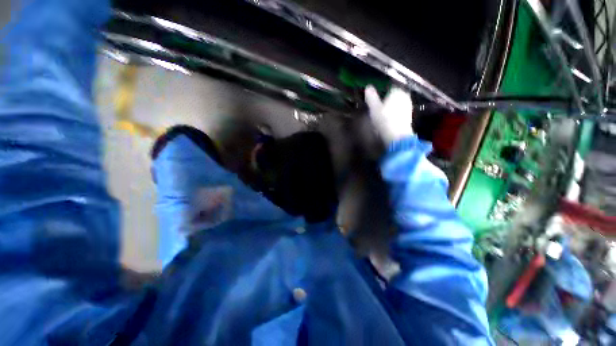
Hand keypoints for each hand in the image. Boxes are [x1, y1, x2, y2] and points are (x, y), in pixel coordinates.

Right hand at [364, 85, 413, 144]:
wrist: (397, 136)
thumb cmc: (384, 119)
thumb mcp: (374, 107)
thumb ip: (371, 96)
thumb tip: (368, 87)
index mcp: (397, 91)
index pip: (388, 88)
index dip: (380, 94)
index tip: (374, 101)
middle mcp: (405, 96)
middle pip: (392, 97)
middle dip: (385, 102)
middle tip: (376, 110)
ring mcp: (408, 107)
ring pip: (395, 105)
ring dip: (389, 110)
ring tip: (380, 118)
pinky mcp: (408, 117)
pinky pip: (398, 113)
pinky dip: (393, 116)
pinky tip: (387, 123)